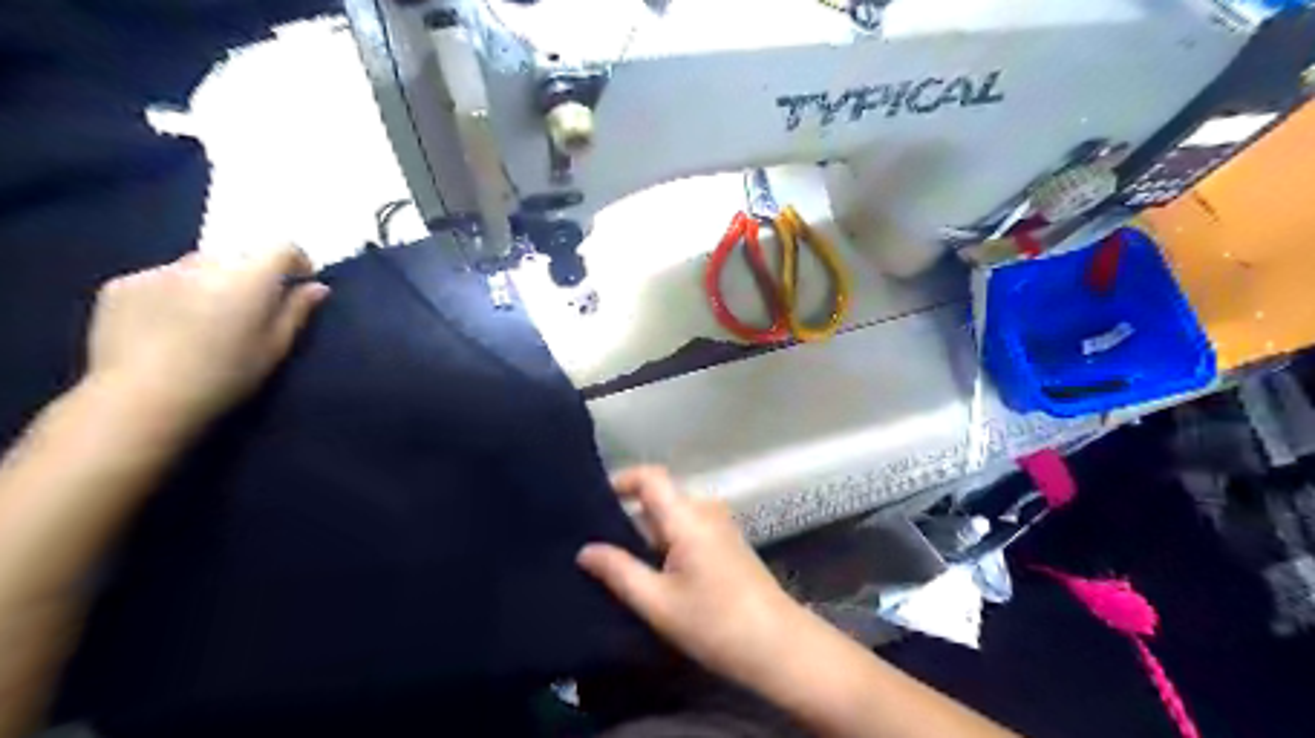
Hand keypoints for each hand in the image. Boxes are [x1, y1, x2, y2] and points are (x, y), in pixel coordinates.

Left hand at [84, 244, 328, 428]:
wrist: (143, 398)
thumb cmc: (225, 376)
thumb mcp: (275, 348)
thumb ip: (297, 311)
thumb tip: (318, 287)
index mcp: (248, 279)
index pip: (281, 247)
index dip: (296, 260)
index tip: (300, 280)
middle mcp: (204, 264)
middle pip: (237, 255)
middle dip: (250, 273)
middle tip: (250, 307)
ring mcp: (157, 271)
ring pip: (197, 265)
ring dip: (211, 280)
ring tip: (206, 317)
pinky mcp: (121, 285)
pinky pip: (159, 278)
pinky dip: (172, 292)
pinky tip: (168, 326)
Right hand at [576, 468, 801, 686]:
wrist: (777, 645)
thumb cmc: (715, 622)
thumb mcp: (658, 602)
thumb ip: (619, 572)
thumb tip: (585, 550)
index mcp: (687, 516)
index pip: (650, 476)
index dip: (621, 480)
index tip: (594, 502)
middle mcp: (705, 510)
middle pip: (660, 496)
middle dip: (628, 513)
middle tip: (598, 540)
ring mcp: (720, 525)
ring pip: (674, 514)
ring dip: (647, 531)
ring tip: (619, 559)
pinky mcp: (728, 542)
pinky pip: (688, 527)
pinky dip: (666, 540)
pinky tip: (653, 570)